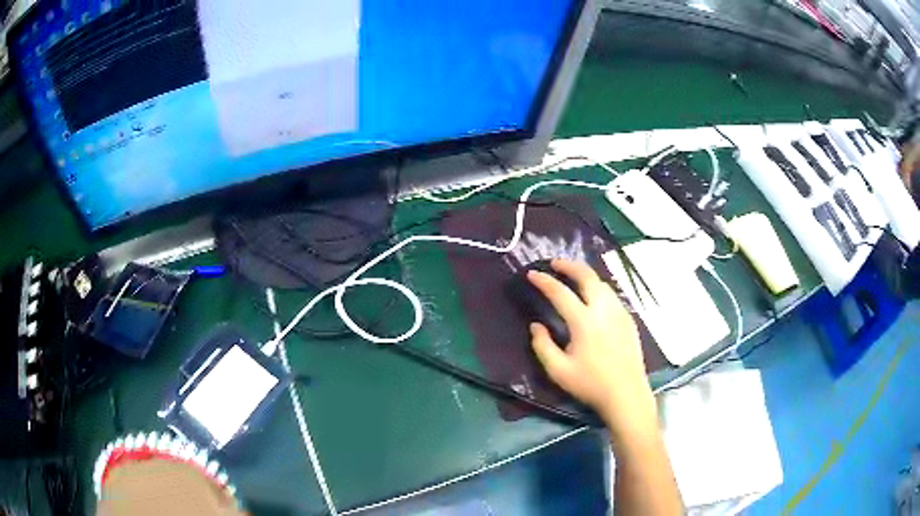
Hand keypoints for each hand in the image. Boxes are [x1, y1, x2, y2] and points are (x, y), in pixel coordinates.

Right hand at [527, 259, 656, 435]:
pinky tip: (593, 298)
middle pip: (587, 276)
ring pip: (602, 283)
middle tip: (555, 263)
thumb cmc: (590, 384)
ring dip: (585, 275)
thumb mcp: (558, 371)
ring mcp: (619, 312)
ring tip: (573, 277)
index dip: (544, 281)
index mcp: (584, 321)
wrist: (626, 394)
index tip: (531, 274)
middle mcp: (603, 310)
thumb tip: (536, 325)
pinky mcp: (628, 319)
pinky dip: (598, 288)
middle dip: (569, 265)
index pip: (560, 293)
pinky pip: (611, 295)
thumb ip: (542, 346)